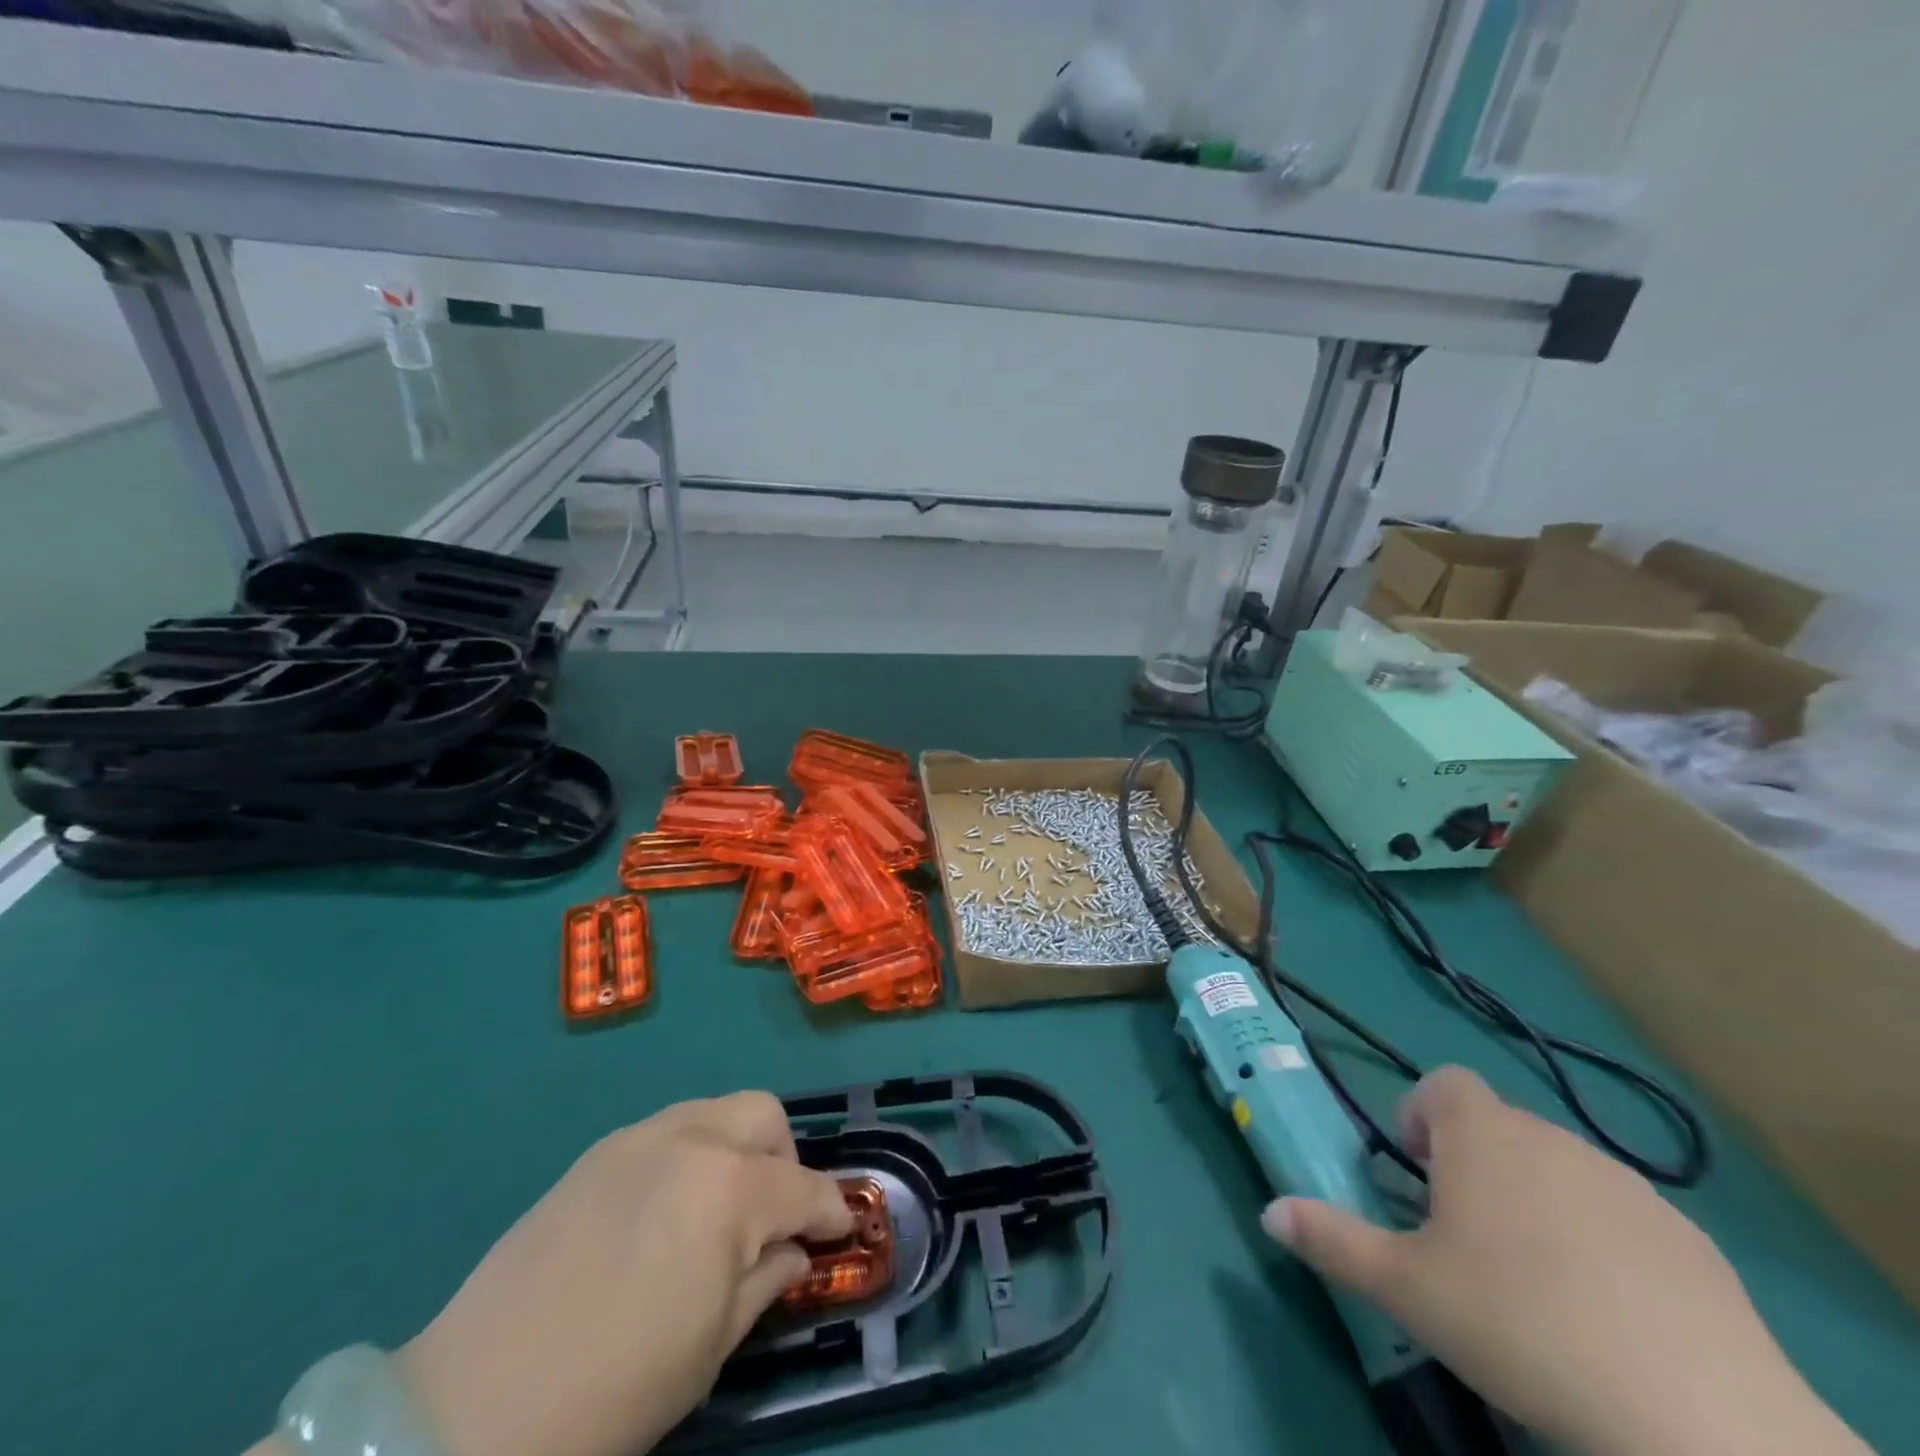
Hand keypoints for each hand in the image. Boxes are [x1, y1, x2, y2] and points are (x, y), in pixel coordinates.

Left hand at [397, 1092, 850, 1455]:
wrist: (470, 1410)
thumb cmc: (611, 1393)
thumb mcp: (709, 1350)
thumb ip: (765, 1281)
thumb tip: (792, 1249)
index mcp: (728, 1190)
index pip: (803, 1188)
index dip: (831, 1210)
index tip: (841, 1229)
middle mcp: (691, 1141)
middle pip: (765, 1116)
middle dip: (786, 1159)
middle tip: (776, 1215)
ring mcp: (639, 1138)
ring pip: (717, 1110)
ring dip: (739, 1147)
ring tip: (722, 1207)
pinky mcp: (598, 1152)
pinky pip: (669, 1129)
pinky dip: (692, 1152)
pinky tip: (668, 1209)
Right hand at [1261, 1068, 1868, 1455]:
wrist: (1698, 1418)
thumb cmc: (1519, 1322)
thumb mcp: (1405, 1288)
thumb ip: (1331, 1239)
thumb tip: (1269, 1211)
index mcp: (1483, 1135)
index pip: (1442, 1083)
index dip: (1420, 1116)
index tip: (1415, 1173)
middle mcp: (1554, 1140)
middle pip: (1498, 1128)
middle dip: (1472, 1166)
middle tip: (1462, 1239)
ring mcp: (1630, 1188)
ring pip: (1561, 1172)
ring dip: (1535, 1202)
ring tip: (1532, 1280)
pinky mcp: (1694, 1244)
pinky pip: (1624, 1220)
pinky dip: (1603, 1245)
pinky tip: (1607, 1315)